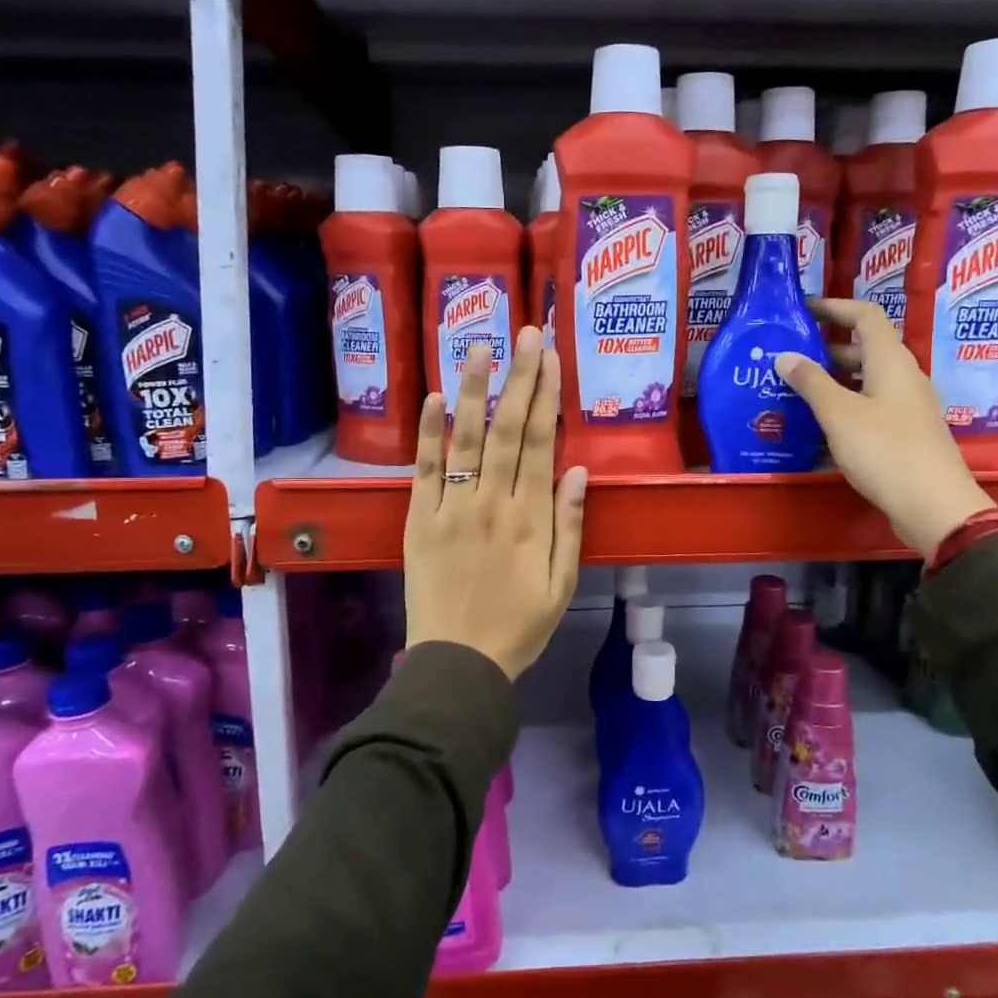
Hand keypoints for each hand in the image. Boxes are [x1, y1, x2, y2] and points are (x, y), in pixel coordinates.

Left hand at [404, 327, 587, 678]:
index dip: (547, 396)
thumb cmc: (519, 627)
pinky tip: (433, 397)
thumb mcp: (563, 585)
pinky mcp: (419, 520)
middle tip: (524, 333)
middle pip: (508, 430)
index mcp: (532, 519)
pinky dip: (428, 433)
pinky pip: (424, 470)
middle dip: (518, 377)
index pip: (542, 444)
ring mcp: (452, 509)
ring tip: (478, 346)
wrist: (458, 664)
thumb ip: (571, 526)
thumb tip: (578, 471)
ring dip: (473, 390)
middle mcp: (492, 503)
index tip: (550, 358)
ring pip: (466, 439)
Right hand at [774, 299, 994, 555]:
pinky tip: (821, 427)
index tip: (802, 310)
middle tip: (790, 358)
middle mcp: (904, 377)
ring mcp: (908, 407)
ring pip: (867, 381)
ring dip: (834, 381)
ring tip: (796, 392)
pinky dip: (846, 407)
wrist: (934, 506)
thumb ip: (810, 383)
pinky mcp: (907, 433)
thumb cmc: (885, 451)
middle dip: (827, 350)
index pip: (865, 316)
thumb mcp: (839, 415)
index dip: (835, 307)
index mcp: (891, 362)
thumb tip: (784, 355)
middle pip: (865, 350)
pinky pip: (871, 407)